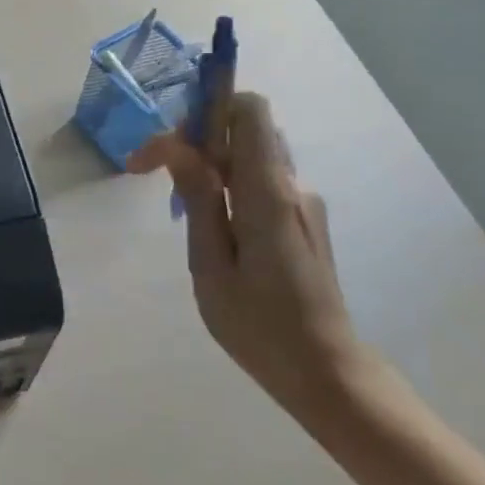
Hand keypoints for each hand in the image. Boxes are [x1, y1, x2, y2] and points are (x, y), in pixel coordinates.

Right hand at [129, 92, 360, 411]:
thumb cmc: (260, 326)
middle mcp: (292, 187)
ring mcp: (304, 204)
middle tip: (157, 173)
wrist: (328, 375)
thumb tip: (180, 146)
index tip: (168, 147)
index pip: (248, 110)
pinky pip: (261, 181)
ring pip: (251, 156)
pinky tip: (212, 226)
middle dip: (196, 139)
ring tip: (179, 202)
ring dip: (210, 163)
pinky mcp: (305, 221)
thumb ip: (198, 200)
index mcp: (269, 194)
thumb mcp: (210, 267)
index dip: (205, 109)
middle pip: (245, 130)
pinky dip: (229, 185)